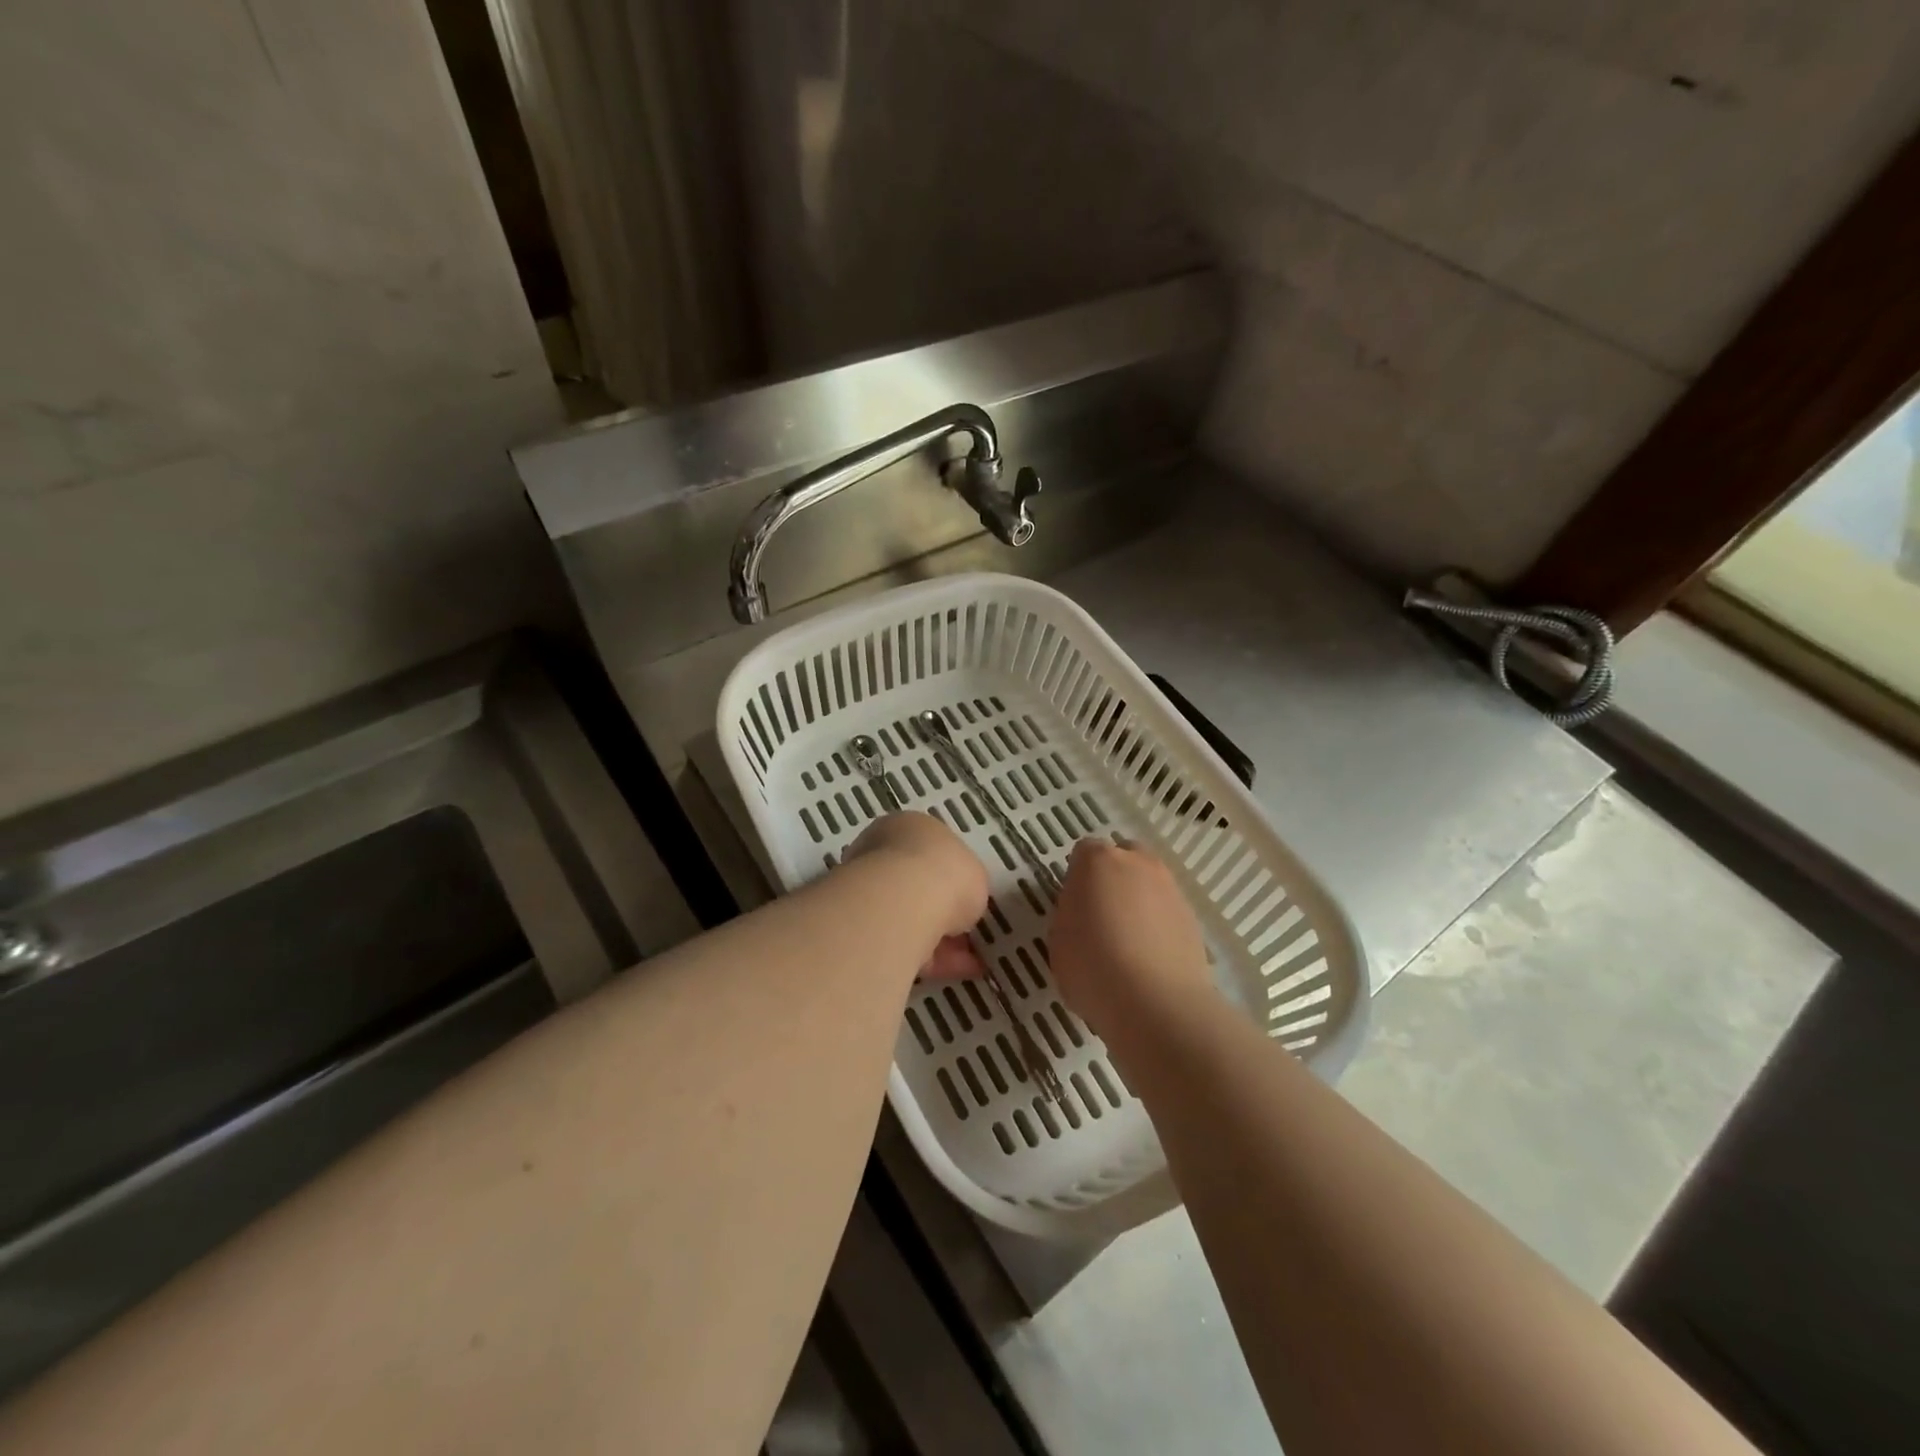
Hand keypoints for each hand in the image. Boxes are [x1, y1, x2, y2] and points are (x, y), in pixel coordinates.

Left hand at [842, 812, 987, 979]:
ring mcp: (865, 892)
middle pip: (915, 886)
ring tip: (972, 962)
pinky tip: (960, 971)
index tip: (969, 900)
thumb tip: (959, 904)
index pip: (928, 850)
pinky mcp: (862, 931)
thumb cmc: (945, 873)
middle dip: (942, 912)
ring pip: (909, 919)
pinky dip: (933, 960)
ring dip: (940, 939)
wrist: (902, 904)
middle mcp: (879, 854)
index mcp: (906, 827)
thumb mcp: (974, 873)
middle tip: (968, 934)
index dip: (951, 876)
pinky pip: (904, 945)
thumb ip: (967, 885)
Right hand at [1047, 837, 1214, 1032]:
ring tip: (1128, 942)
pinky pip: (1167, 911)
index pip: (1084, 852)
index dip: (1077, 876)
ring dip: (1138, 901)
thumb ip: (1071, 912)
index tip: (1074, 904)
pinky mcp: (1192, 917)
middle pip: (1123, 857)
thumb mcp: (1059, 938)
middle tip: (1101, 915)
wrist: (1157, 1003)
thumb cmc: (1093, 967)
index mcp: (1098, 861)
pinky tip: (1150, 957)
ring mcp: (1170, 888)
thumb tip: (1085, 911)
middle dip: (1113, 878)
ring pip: (1149, 883)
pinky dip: (1158, 925)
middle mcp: (1138, 863)